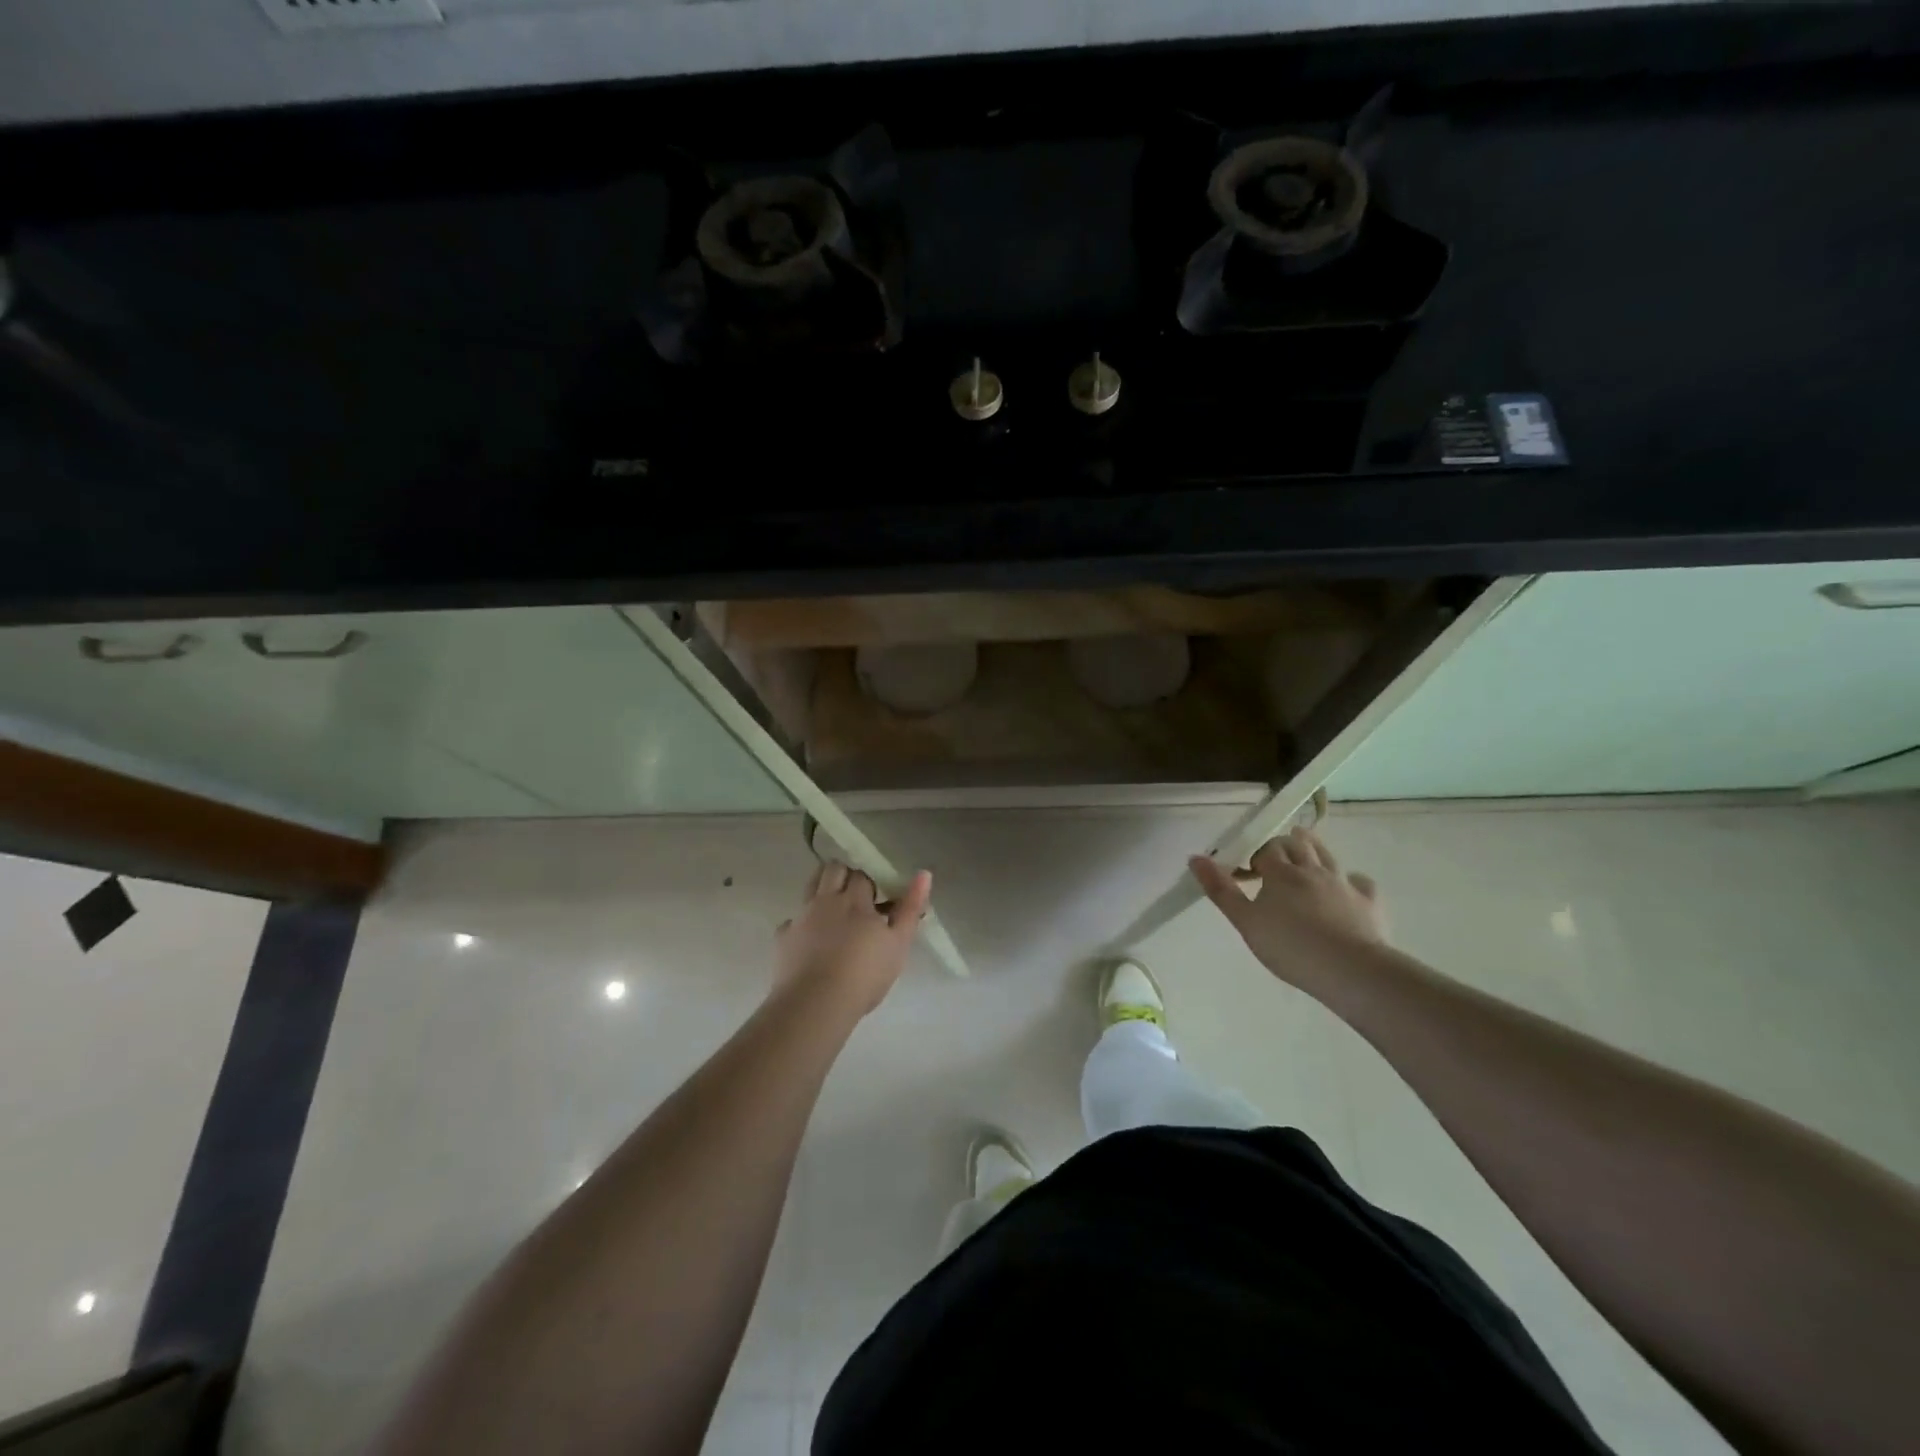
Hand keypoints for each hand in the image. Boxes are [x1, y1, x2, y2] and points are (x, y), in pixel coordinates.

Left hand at [774, 861, 932, 1015]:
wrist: (815, 1003)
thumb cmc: (865, 974)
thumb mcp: (898, 943)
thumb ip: (910, 908)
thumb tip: (923, 874)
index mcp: (855, 900)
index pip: (862, 875)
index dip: (870, 883)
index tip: (878, 900)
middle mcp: (826, 901)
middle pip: (833, 870)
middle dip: (844, 876)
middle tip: (855, 898)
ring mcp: (802, 917)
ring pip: (810, 886)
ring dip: (822, 889)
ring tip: (833, 912)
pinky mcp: (783, 938)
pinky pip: (792, 921)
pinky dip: (802, 925)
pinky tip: (809, 943)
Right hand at [1190, 826, 1383, 987]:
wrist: (1350, 969)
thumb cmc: (1289, 946)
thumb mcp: (1245, 921)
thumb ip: (1221, 890)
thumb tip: (1195, 858)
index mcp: (1281, 873)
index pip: (1266, 849)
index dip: (1255, 856)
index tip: (1247, 873)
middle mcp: (1313, 870)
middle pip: (1297, 845)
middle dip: (1283, 845)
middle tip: (1273, 859)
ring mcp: (1343, 883)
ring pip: (1327, 856)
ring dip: (1314, 848)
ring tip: (1305, 847)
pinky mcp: (1369, 902)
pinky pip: (1360, 882)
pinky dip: (1351, 880)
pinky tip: (1348, 887)